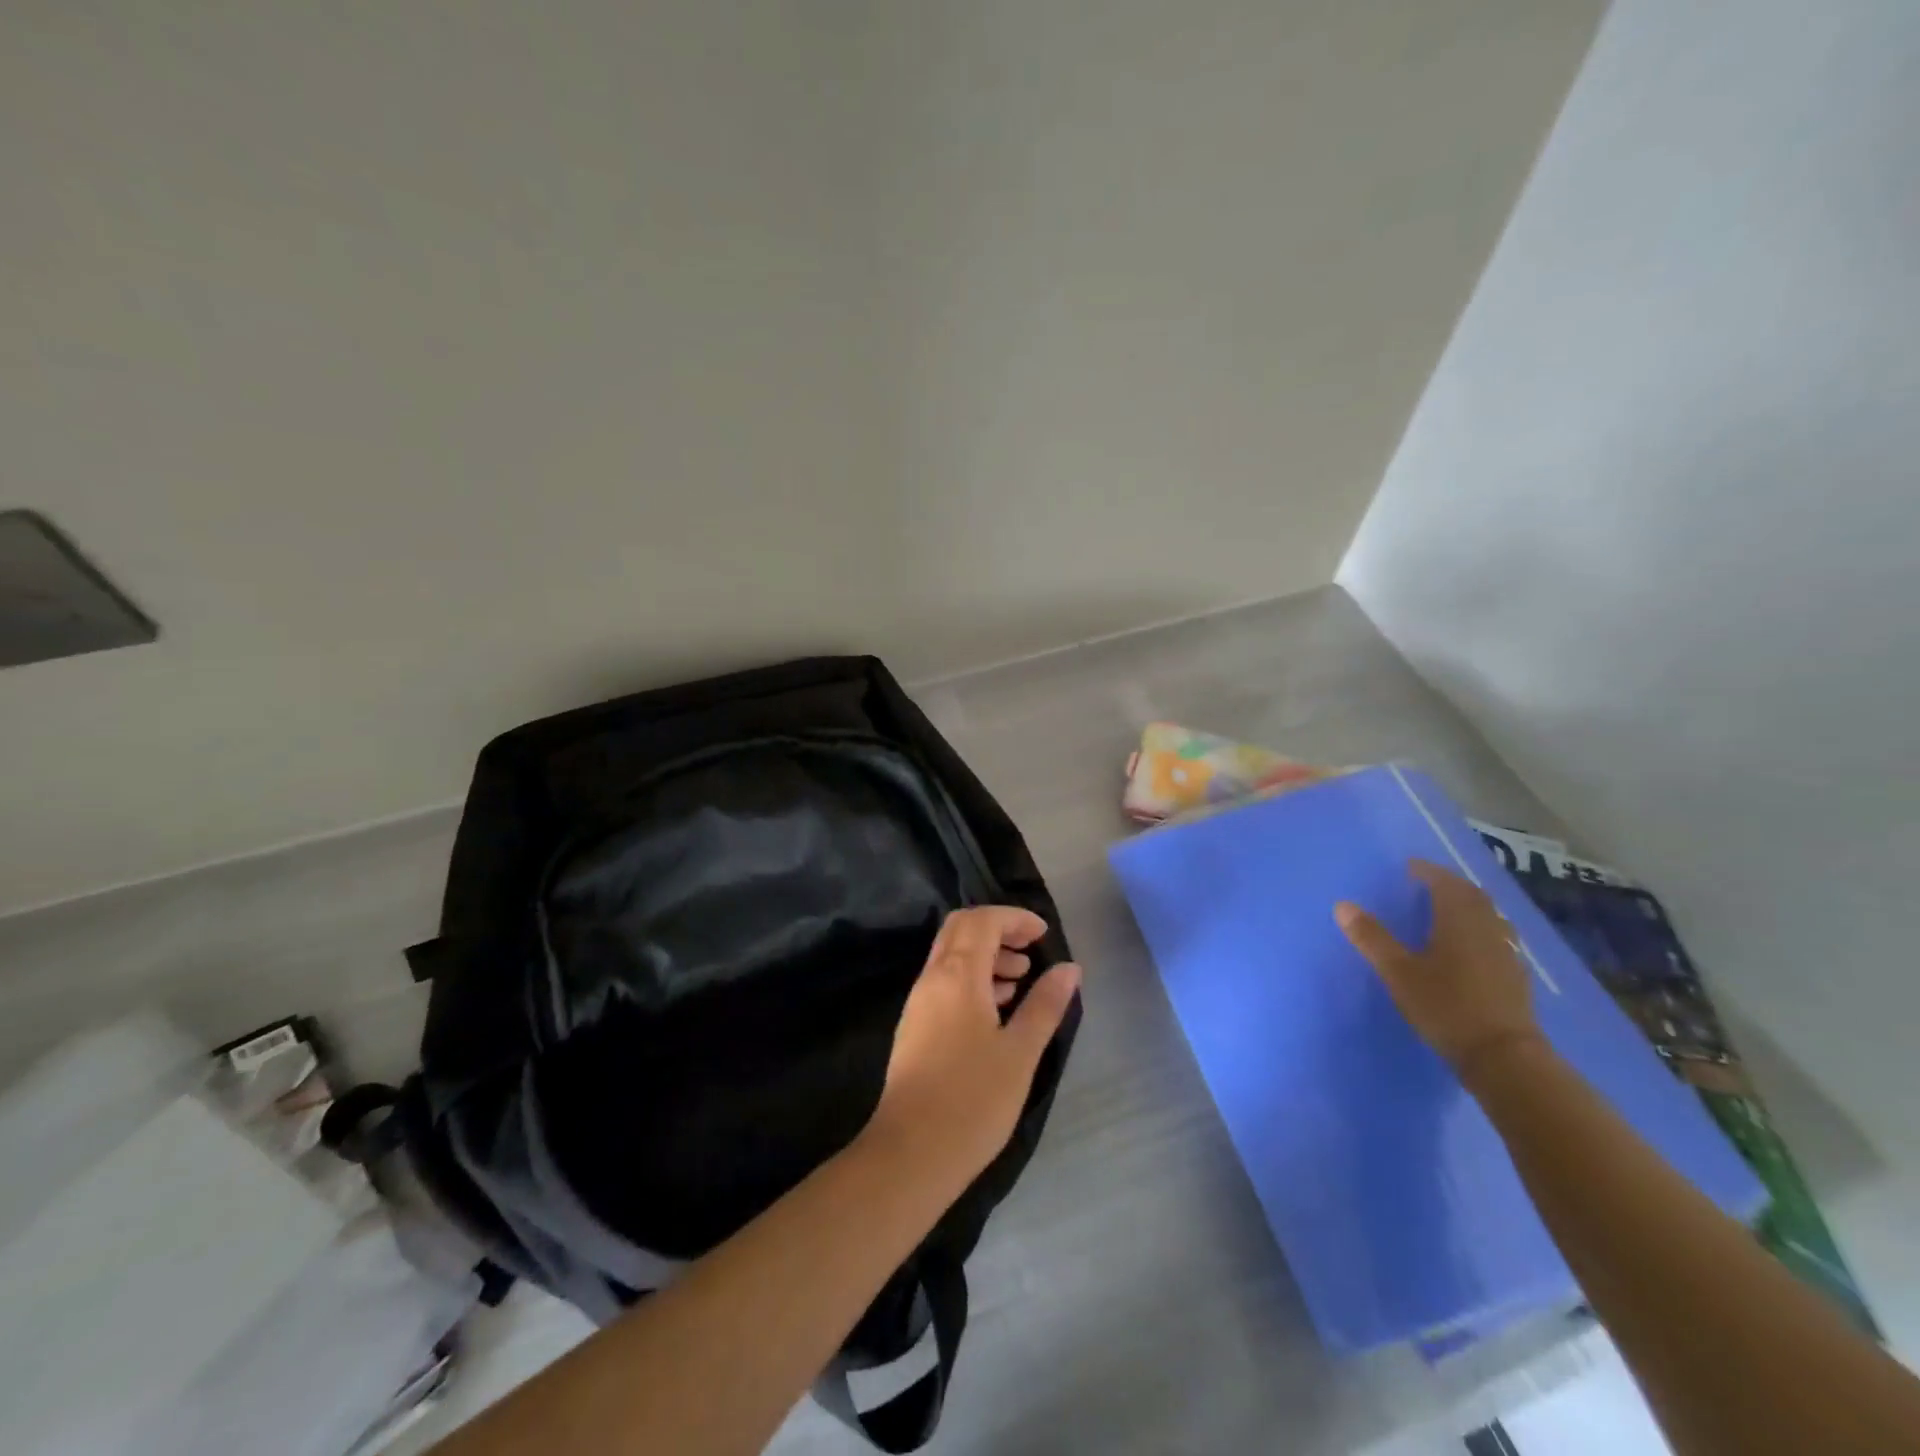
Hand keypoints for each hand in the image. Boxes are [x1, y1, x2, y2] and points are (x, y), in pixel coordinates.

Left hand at [865, 907, 1081, 1192]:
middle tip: (1030, 951)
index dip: (1014, 918)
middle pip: (961, 929)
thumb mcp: (1020, 1052)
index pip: (982, 920)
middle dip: (998, 930)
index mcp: (957, 974)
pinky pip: (944, 982)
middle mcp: (932, 978)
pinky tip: (995, 1010)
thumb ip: (1045, 1004)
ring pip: (951, 956)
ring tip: (1019, 981)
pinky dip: (971, 979)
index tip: (1043, 934)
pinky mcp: (914, 1026)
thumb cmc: (973, 1100)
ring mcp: (918, 1002)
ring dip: (985, 955)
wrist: (911, 1152)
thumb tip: (1069, 967)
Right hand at [1335, 860, 1540, 1079]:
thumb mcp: (1398, 972)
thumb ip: (1372, 938)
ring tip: (1449, 909)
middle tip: (1428, 882)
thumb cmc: (1446, 1006)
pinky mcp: (1514, 976)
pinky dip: (1481, 929)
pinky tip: (1471, 945)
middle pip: (1472, 896)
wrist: (1503, 1057)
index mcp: (1459, 921)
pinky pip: (1497, 937)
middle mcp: (1487, 929)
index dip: (1428, 872)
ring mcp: (1506, 953)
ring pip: (1489, 916)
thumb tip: (1343, 905)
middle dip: (1450, 885)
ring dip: (1469, 905)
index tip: (1410, 867)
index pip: (1445, 884)